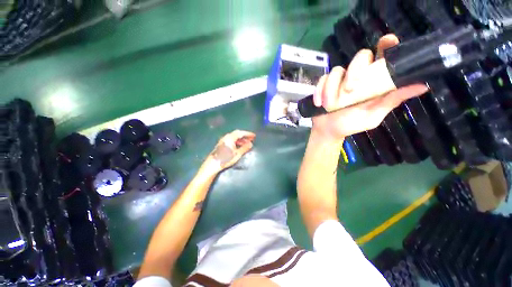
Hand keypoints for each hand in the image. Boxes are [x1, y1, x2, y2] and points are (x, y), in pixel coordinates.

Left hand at [204, 130, 255, 171]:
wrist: (213, 164)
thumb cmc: (226, 159)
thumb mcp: (237, 154)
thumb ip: (244, 148)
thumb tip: (251, 144)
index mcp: (230, 137)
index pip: (241, 133)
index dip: (248, 134)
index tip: (254, 136)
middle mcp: (226, 137)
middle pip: (237, 134)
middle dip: (245, 136)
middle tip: (251, 139)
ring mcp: (223, 140)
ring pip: (234, 137)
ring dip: (241, 139)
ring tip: (247, 144)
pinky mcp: (221, 144)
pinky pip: (231, 140)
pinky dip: (236, 141)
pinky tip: (239, 146)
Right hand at [311, 34, 428, 141]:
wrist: (328, 130)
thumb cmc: (351, 124)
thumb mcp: (373, 115)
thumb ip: (391, 101)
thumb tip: (422, 85)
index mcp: (373, 81)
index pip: (382, 57)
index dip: (386, 46)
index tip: (388, 42)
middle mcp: (357, 76)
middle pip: (360, 57)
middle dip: (354, 71)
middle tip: (349, 90)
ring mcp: (339, 80)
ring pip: (337, 70)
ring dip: (331, 88)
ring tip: (329, 105)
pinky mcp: (324, 85)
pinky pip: (322, 80)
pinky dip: (319, 92)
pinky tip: (319, 103)